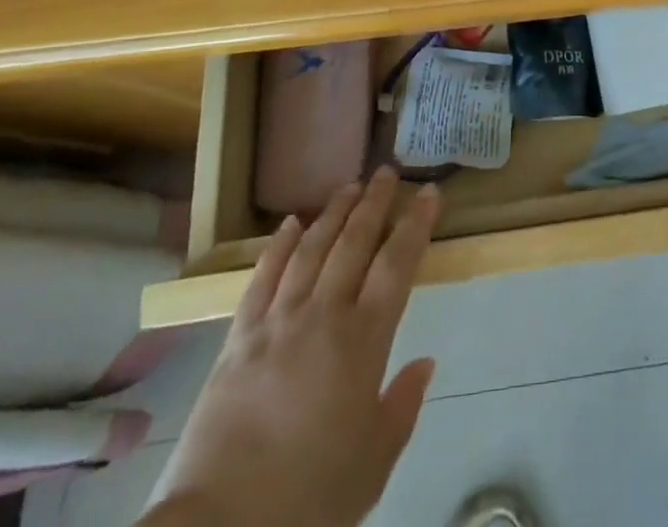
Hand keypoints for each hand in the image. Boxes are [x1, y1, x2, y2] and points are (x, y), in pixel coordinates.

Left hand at [140, 169, 441, 526]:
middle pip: (354, 243)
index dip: (416, 224)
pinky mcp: (238, 339)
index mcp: (363, 341)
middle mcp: (323, 316)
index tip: (429, 192)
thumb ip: (402, 407)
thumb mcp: (372, 464)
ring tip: (349, 186)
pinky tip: (291, 224)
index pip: (397, 264)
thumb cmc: (309, 501)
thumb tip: (424, 363)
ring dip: (333, 213)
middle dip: (375, 203)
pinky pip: (262, 278)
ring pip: (312, 249)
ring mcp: (277, 323)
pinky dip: (279, 246)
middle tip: (388, 173)